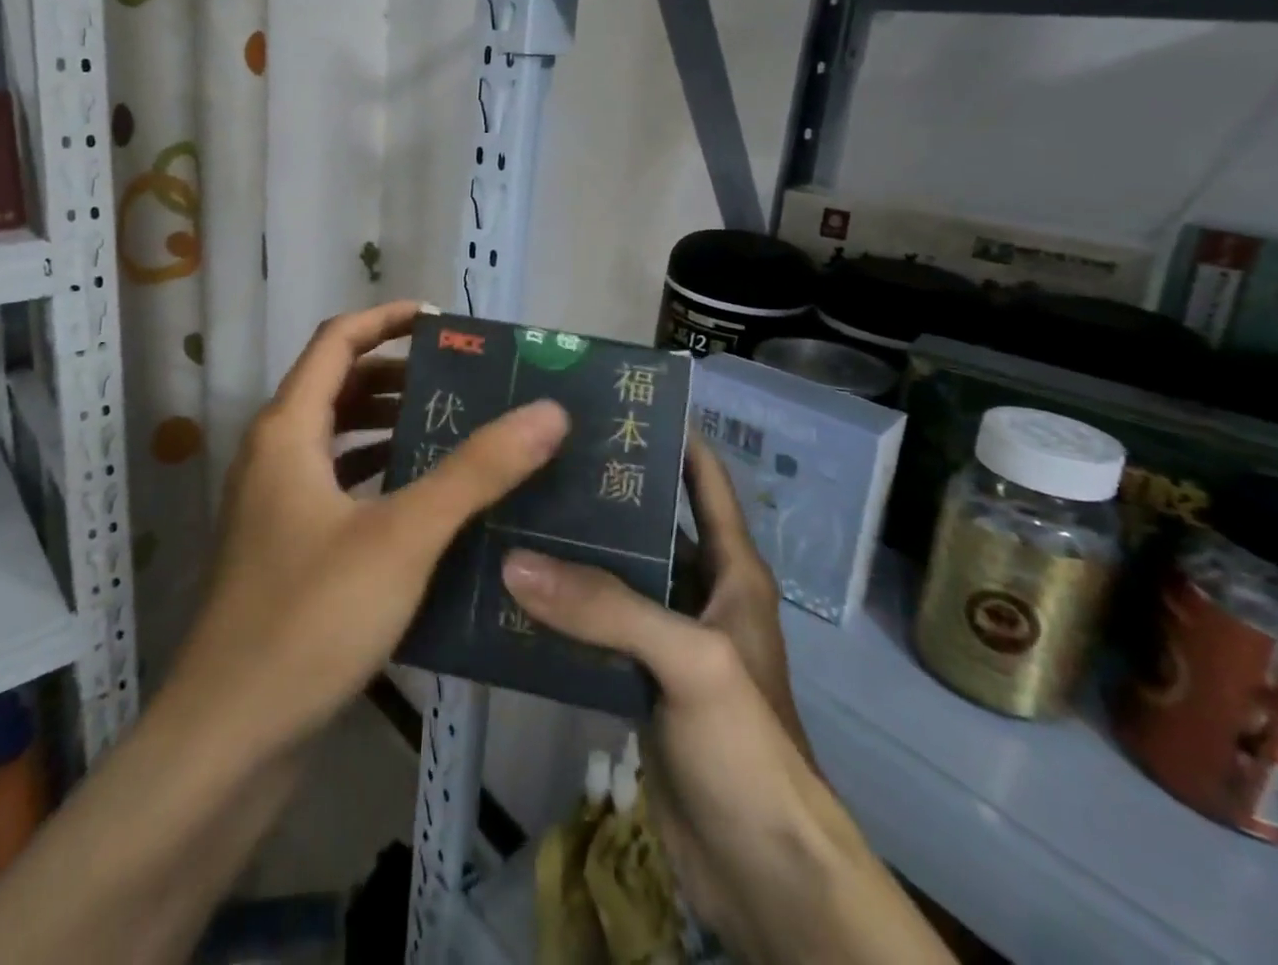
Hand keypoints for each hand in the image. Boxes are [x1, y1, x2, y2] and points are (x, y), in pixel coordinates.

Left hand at [166, 299, 569, 757]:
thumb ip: (476, 470)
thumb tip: (547, 411)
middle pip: (337, 386)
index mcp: (288, 430)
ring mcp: (276, 506)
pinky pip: (338, 487)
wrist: (230, 739)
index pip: (336, 341)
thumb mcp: (404, 535)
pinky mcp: (287, 551)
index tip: (444, 323)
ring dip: (390, 425)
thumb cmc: (310, 618)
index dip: (387, 319)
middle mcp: (274, 456)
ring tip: (453, 431)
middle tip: (464, 382)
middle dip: (398, 375)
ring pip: (338, 440)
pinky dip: (379, 475)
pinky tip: (426, 502)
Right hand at [503, 440, 951, 964]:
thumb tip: (515, 560)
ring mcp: (666, 639)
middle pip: (649, 523)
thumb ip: (607, 608)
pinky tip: (515, 589)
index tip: (620, 402)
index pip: (705, 481)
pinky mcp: (638, 681)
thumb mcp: (689, 661)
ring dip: (574, 550)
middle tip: (540, 453)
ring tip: (516, 509)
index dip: (674, 436)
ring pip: (615, 577)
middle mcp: (699, 592)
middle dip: (604, 489)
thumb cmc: (749, 747)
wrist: (762, 876)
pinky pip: (595, 628)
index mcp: (732, 570)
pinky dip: (561, 609)